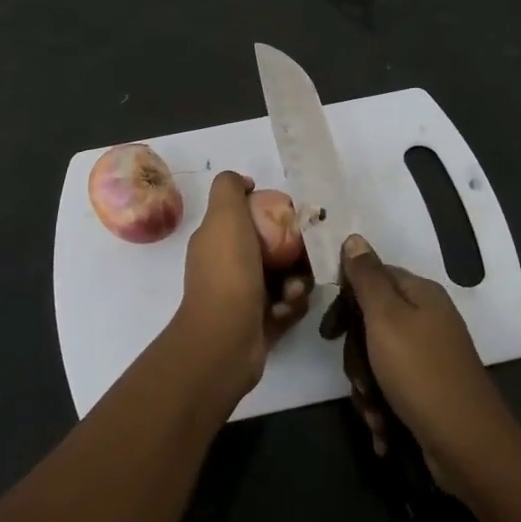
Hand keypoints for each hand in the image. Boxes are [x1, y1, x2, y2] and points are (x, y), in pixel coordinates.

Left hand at [172, 172, 310, 396]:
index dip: (270, 213)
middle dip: (293, 252)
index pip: (248, 217)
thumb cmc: (228, 272)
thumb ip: (229, 189)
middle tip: (304, 256)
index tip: (290, 216)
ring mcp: (242, 296)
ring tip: (292, 291)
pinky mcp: (259, 322)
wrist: (225, 339)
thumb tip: (244, 182)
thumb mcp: (224, 216)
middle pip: (272, 248)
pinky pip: (287, 305)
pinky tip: (285, 310)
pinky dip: (291, 305)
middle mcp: (227, 265)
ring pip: (283, 277)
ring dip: (295, 281)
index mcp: (216, 240)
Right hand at [332, 233, 516, 493]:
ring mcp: (429, 355)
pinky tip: (382, 429)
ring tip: (373, 411)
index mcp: (420, 294)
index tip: (330, 331)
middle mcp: (426, 318)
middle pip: (370, 321)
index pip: (371, 276)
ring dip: (366, 388)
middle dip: (356, 355)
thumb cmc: (421, 373)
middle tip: (359, 379)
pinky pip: (390, 386)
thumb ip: (367, 277)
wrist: (468, 446)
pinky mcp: (427, 388)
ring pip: (376, 358)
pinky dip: (381, 407)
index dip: (346, 300)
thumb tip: (354, 237)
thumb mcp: (386, 318)